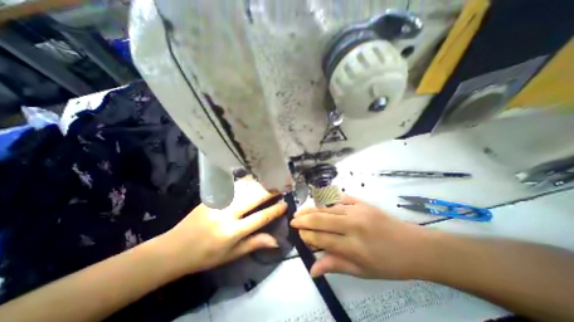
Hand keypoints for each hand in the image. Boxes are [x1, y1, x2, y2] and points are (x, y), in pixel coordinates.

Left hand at [157, 177, 285, 274]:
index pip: (260, 217)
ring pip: (244, 188)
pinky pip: (233, 187)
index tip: (285, 204)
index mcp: (232, 232)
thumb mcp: (232, 255)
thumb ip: (254, 244)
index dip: (275, 210)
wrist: (175, 248)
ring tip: (271, 181)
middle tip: (281, 187)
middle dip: (270, 191)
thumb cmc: (206, 256)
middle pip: (254, 198)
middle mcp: (227, 214)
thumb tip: (276, 241)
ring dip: (260, 184)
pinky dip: (246, 182)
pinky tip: (253, 179)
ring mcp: (218, 203)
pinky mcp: (212, 197)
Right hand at [293, 195, 435, 279]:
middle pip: (321, 219)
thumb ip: (335, 266)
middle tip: (293, 219)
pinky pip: (340, 198)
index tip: (299, 235)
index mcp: (354, 246)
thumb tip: (312, 269)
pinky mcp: (362, 202)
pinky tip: (319, 202)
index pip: (322, 238)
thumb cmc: (388, 263)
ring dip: (312, 209)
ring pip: (328, 208)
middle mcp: (353, 225)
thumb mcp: (362, 272)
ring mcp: (358, 211)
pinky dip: (328, 200)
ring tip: (300, 210)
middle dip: (304, 219)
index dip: (307, 236)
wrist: (414, 246)